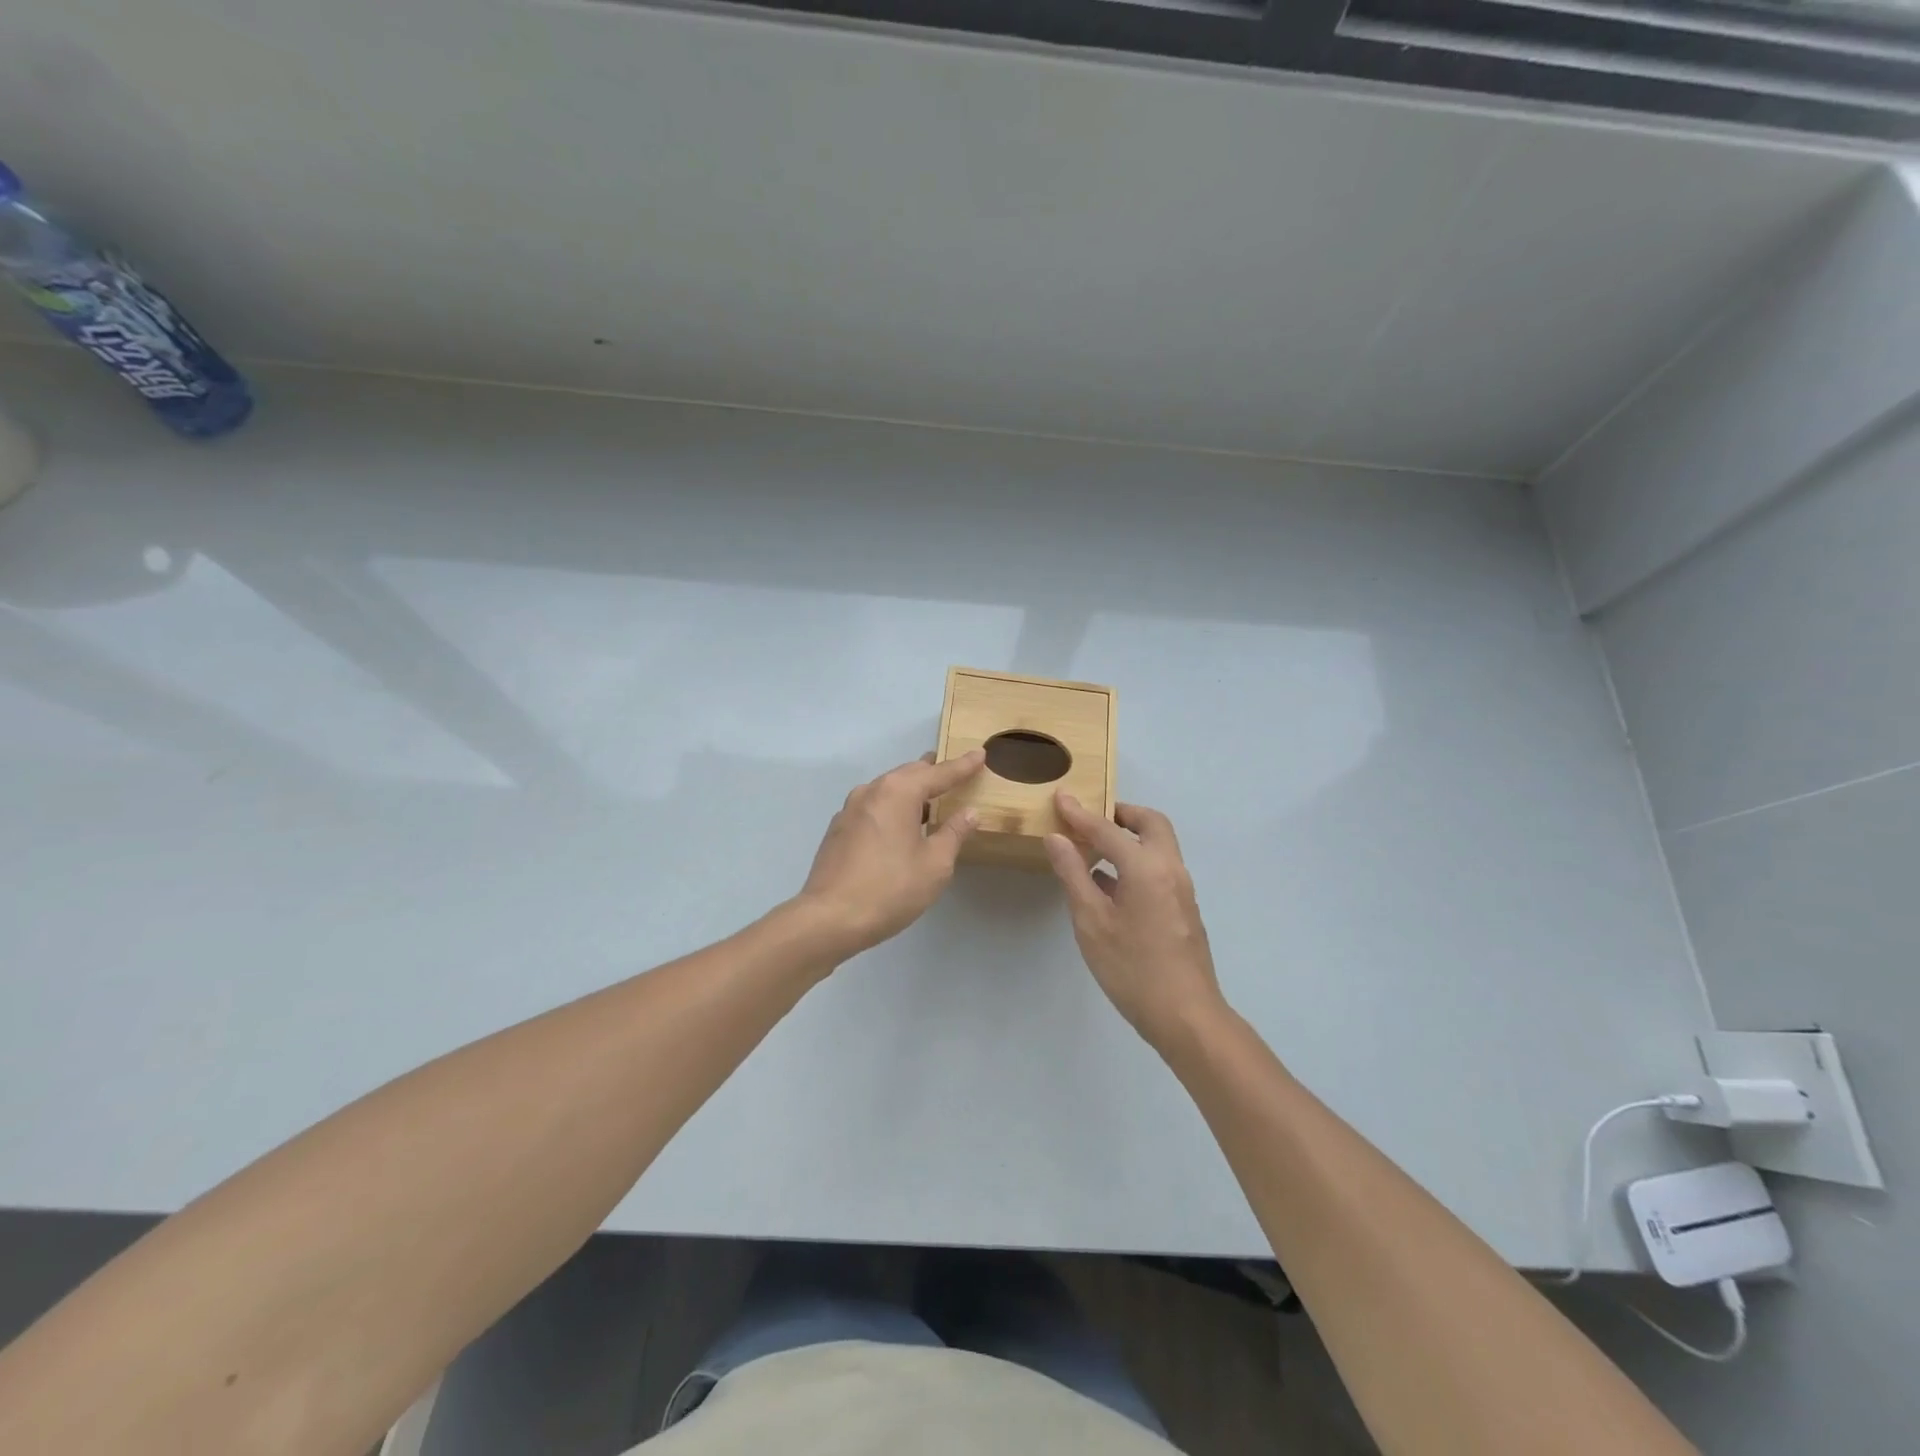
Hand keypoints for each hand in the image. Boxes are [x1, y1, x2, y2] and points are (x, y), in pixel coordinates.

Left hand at [793, 750, 985, 959]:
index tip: (979, 754)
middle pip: (909, 774)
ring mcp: (850, 809)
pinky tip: (899, 826)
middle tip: (955, 774)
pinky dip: (892, 808)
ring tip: (930, 800)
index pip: (939, 773)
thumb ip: (954, 833)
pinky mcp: (838, 829)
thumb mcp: (935, 864)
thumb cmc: (891, 888)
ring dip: (910, 791)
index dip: (962, 766)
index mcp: (899, 792)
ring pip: (888, 789)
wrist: (829, 918)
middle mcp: (872, 790)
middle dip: (934, 773)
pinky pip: (873, 807)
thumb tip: (969, 812)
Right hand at [1044, 795, 1227, 1048]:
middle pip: (1151, 824)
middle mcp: (1170, 869)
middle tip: (1091, 818)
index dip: (1080, 814)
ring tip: (1095, 848)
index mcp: (1147, 867)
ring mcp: (1182, 890)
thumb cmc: (1132, 968)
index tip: (1061, 797)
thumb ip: (1073, 875)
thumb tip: (1056, 838)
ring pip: (1159, 846)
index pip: (1108, 830)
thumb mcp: (1092, 922)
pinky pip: (1159, 868)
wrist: (1186, 1016)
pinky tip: (1109, 884)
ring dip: (1130, 837)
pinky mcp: (1183, 909)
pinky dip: (1136, 860)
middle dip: (1121, 814)